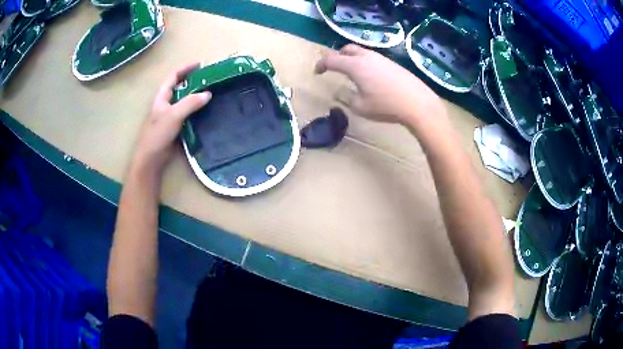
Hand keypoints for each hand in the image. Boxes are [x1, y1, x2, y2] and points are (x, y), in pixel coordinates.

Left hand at [132, 63, 211, 171]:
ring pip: (186, 101)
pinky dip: (197, 110)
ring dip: (197, 96)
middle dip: (194, 81)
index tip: (201, 64)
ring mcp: (171, 115)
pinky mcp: (177, 126)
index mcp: (162, 97)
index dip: (186, 68)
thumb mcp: (173, 115)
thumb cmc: (158, 134)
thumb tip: (208, 94)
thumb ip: (190, 103)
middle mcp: (167, 103)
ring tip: (212, 92)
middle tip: (211, 79)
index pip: (174, 76)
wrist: (152, 158)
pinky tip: (207, 111)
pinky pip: (189, 114)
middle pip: (181, 87)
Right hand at [315, 44, 446, 128]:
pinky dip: (364, 63)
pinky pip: (373, 58)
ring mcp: (381, 58)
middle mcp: (367, 57)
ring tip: (352, 73)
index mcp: (355, 66)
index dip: (321, 65)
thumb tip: (337, 91)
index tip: (317, 72)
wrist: (417, 103)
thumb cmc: (386, 105)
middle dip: (337, 56)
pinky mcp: (392, 63)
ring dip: (352, 59)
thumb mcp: (360, 106)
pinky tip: (370, 77)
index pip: (332, 60)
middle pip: (347, 49)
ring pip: (361, 52)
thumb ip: (345, 97)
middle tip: (334, 68)